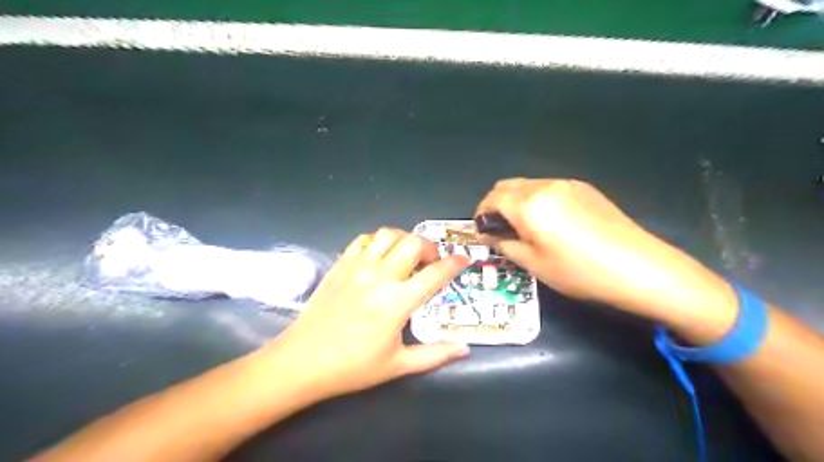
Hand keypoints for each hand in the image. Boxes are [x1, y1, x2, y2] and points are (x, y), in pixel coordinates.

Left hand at [257, 228, 468, 400]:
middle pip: (414, 243)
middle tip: (432, 262)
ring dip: (405, 239)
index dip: (455, 263)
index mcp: (397, 302)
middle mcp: (380, 277)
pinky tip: (380, 256)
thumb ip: (436, 354)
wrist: (302, 361)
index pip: (435, 274)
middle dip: (431, 247)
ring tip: (408, 254)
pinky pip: (363, 240)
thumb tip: (465, 348)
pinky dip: (378, 241)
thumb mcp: (399, 366)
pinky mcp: (340, 265)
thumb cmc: (353, 367)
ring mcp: (357, 267)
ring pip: (388, 234)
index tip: (463, 259)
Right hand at [473, 177, 737, 328]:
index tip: (482, 230)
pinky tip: (550, 222)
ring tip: (525, 227)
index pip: (492, 198)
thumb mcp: (535, 264)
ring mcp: (567, 184)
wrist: (638, 267)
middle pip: (508, 185)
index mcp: (529, 204)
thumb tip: (493, 235)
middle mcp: (545, 186)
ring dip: (517, 201)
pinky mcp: (584, 189)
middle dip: (496, 204)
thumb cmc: (579, 271)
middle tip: (499, 228)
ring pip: (528, 185)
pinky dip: (537, 200)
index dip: (481, 213)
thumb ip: (507, 245)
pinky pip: (549, 188)